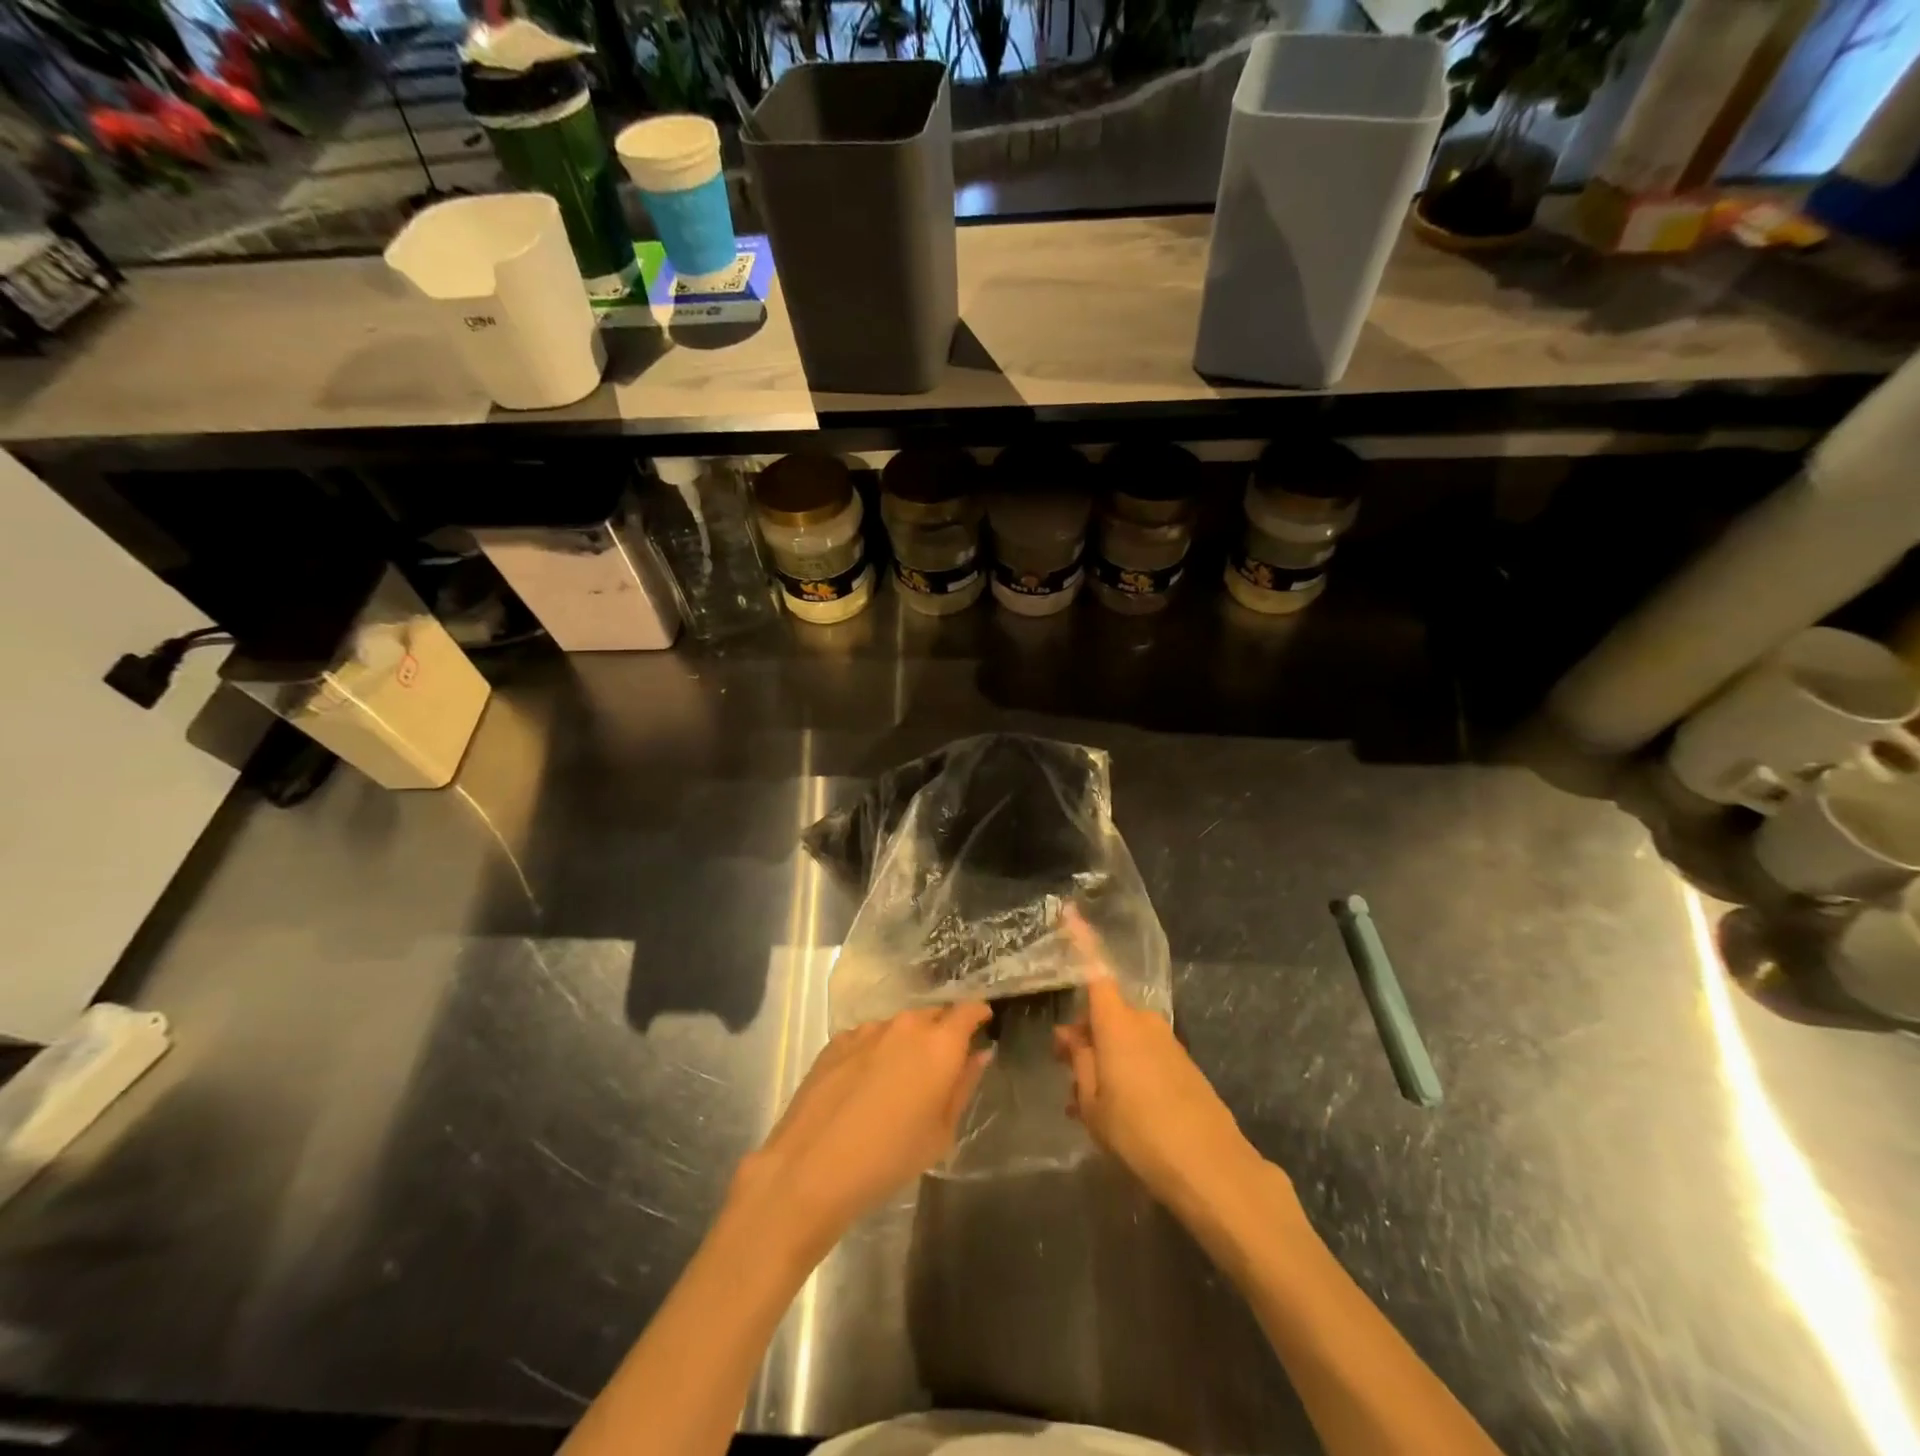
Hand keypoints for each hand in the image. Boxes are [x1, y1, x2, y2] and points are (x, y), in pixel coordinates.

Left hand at [732, 1003, 991, 1258]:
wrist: (812, 1167)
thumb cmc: (890, 1157)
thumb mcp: (940, 1132)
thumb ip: (963, 1085)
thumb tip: (979, 1053)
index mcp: (940, 1044)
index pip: (968, 1010)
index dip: (978, 1014)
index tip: (983, 1024)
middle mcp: (906, 1025)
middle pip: (933, 1014)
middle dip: (942, 1030)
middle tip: (942, 1063)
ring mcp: (867, 1030)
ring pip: (898, 1026)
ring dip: (906, 1042)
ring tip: (900, 1078)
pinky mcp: (837, 1041)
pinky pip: (868, 1038)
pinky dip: (875, 1051)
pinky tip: (865, 1084)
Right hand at [1053, 907, 1266, 1217]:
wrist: (1212, 1169)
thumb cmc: (1140, 1132)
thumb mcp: (1093, 1103)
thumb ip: (1079, 1063)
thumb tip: (1070, 1036)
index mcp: (1117, 1023)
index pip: (1094, 970)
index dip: (1081, 939)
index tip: (1070, 910)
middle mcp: (1143, 1022)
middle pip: (1105, 1011)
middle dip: (1083, 1032)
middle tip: (1065, 1068)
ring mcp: (1167, 1043)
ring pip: (1123, 1037)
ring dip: (1103, 1058)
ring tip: (1086, 1103)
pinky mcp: (1183, 1066)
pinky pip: (1143, 1055)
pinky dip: (1124, 1070)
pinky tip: (1115, 1109)